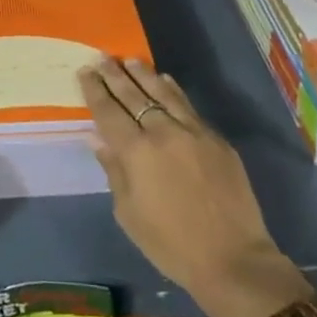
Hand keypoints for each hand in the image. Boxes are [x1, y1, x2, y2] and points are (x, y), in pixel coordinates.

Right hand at [79, 57, 312, 316]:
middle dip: (115, 75)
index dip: (95, 90)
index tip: (85, 71)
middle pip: (133, 95)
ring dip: (144, 74)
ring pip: (163, 93)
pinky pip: (188, 106)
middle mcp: (162, 132)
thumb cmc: (171, 245)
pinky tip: (165, 81)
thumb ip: (114, 171)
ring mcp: (193, 131)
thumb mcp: (129, 215)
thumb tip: (99, 139)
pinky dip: (172, 90)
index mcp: (136, 152)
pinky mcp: (216, 139)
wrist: (232, 259)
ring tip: (130, 60)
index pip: (108, 112)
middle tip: (102, 58)